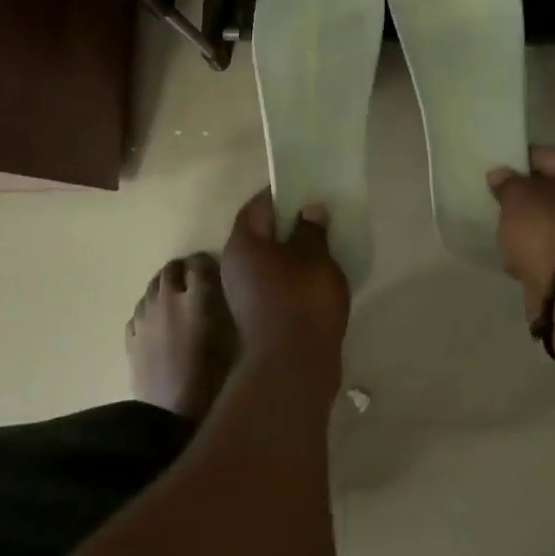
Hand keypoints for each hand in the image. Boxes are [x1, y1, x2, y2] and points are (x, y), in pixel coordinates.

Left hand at [220, 190, 350, 382]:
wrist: (293, 366)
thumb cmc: (302, 299)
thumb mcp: (314, 256)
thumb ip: (312, 229)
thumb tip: (309, 210)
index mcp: (242, 245)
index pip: (256, 207)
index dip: (279, 195)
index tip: (304, 189)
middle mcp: (233, 267)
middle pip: (259, 235)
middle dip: (285, 225)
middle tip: (315, 217)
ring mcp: (242, 296)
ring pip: (266, 263)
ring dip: (289, 254)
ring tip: (320, 247)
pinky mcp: (256, 318)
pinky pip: (273, 285)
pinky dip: (290, 277)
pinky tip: (315, 279)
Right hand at [487, 146, 554, 309]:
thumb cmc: (545, 228)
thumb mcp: (517, 195)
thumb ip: (506, 181)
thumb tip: (500, 175)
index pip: (548, 155)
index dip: (520, 158)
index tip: (496, 165)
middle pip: (549, 191)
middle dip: (522, 195)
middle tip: (494, 196)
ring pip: (546, 221)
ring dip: (525, 225)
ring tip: (499, 227)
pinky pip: (545, 249)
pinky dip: (529, 250)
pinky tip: (510, 254)